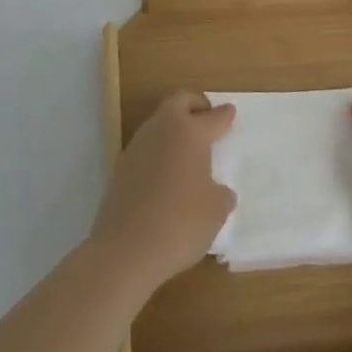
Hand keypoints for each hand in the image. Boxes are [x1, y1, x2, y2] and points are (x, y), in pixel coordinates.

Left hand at [89, 92, 235, 292]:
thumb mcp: (215, 211)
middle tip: (207, 117)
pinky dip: (159, 149)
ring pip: (159, 121)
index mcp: (190, 133)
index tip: (230, 112)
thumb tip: (218, 190)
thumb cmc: (180, 224)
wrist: (126, 249)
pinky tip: (166, 171)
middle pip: (179, 102)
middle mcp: (162, 129)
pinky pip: (146, 145)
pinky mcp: (121, 165)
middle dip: (195, 105)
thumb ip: (221, 194)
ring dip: (174, 126)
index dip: (224, 115)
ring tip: (188, 147)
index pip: (213, 117)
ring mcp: (138, 145)